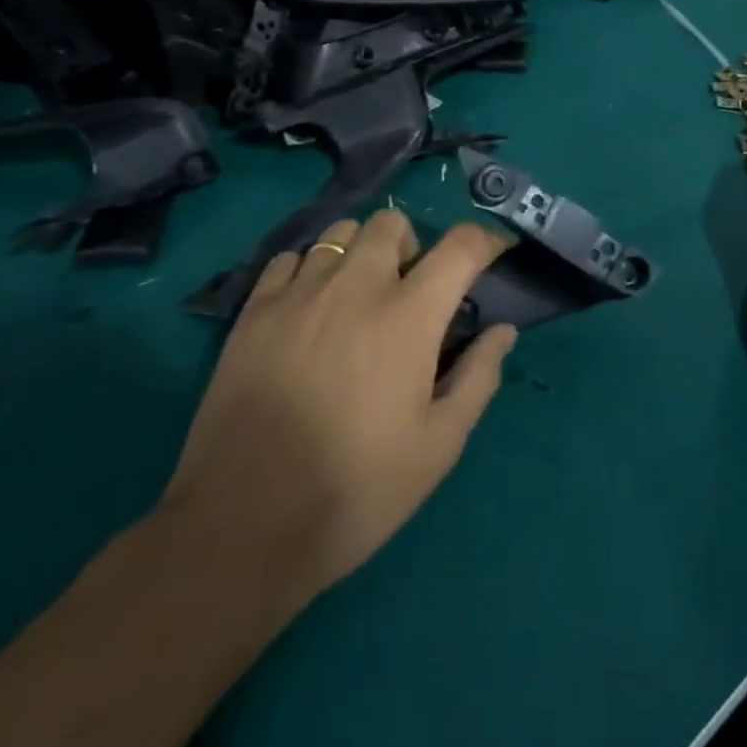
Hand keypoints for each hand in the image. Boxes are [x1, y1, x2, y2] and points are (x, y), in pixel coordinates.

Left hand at [159, 210, 516, 602]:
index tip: (494, 252)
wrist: (243, 523)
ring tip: (359, 295)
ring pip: (339, 234)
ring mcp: (299, 293)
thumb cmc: (357, 488)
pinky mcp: (253, 311)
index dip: (486, 240)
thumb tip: (502, 331)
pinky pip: (289, 259)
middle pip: (391, 223)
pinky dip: (310, 269)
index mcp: (408, 315)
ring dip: (361, 251)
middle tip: (412, 288)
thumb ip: (478, 377)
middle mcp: (355, 286)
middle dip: (413, 244)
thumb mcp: (439, 445)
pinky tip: (309, 308)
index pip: (460, 246)